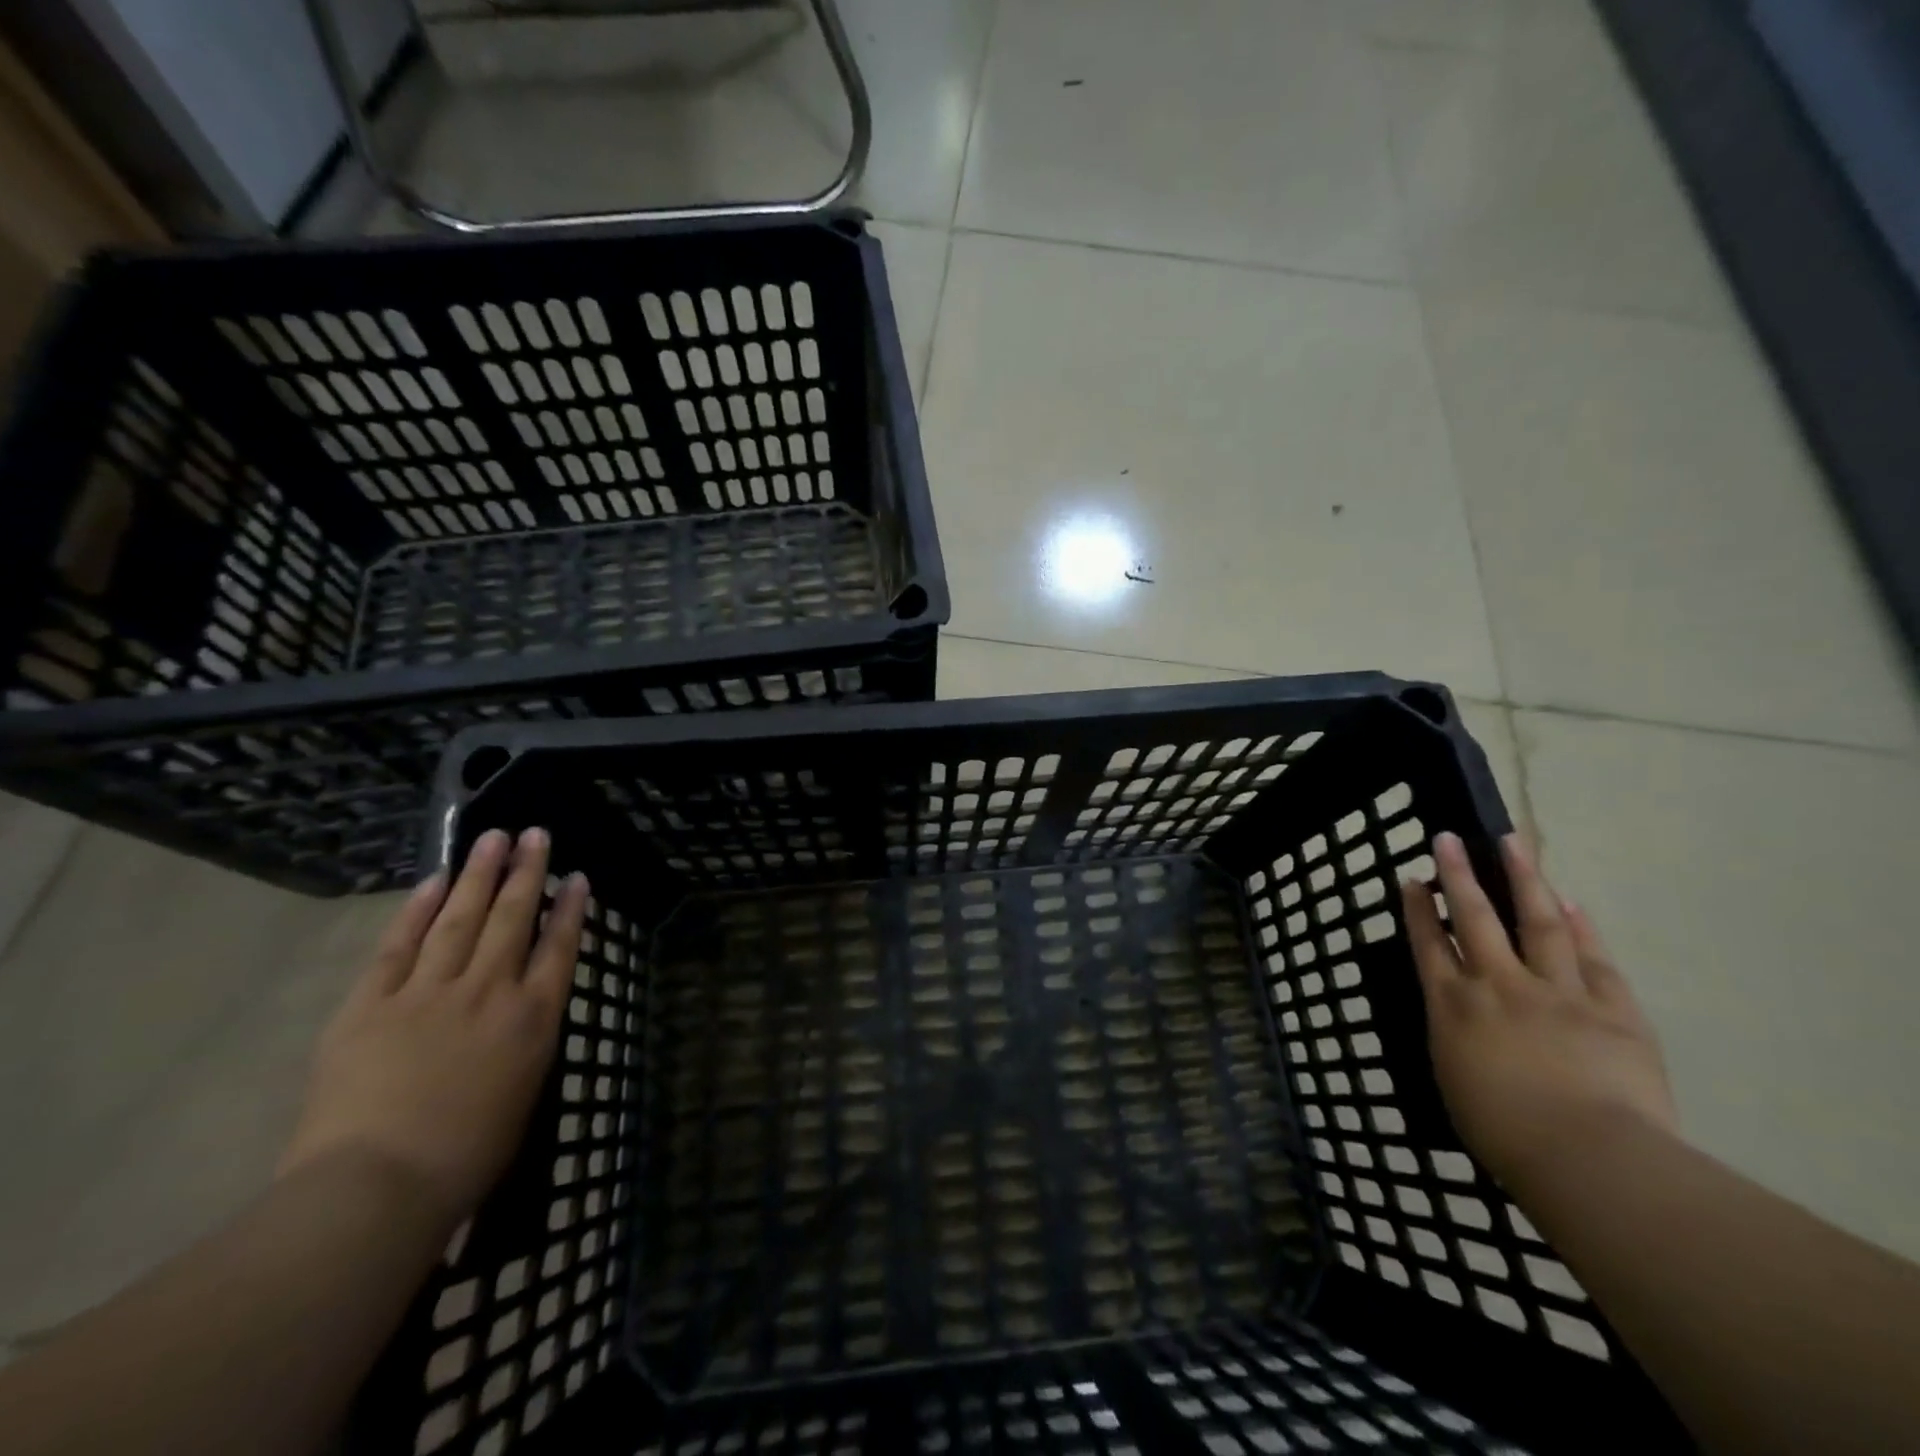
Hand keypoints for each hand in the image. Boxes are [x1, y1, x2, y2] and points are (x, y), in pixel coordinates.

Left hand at [280, 828, 589, 1227]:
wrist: (377, 1187)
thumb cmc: (466, 1157)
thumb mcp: (524, 1095)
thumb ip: (526, 1043)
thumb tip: (522, 1013)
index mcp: (532, 1019)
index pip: (559, 948)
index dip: (570, 909)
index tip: (578, 877)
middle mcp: (489, 991)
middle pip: (513, 918)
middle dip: (527, 873)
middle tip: (534, 834)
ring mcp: (429, 992)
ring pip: (461, 919)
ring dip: (479, 875)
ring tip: (492, 838)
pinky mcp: (372, 1004)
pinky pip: (401, 946)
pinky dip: (419, 910)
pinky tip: (435, 882)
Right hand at [1401, 832, 1676, 1190]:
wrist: (1589, 1159)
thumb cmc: (1504, 1133)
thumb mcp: (1454, 1082)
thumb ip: (1455, 1039)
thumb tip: (1460, 1017)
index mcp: (1453, 1006)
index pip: (1428, 944)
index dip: (1418, 908)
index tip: (1412, 878)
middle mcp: (1498, 985)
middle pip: (1475, 917)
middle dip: (1458, 875)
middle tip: (1449, 838)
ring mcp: (1557, 992)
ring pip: (1537, 923)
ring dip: (1523, 880)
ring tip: (1513, 844)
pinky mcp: (1613, 1010)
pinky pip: (1594, 960)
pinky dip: (1583, 928)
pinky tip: (1573, 904)